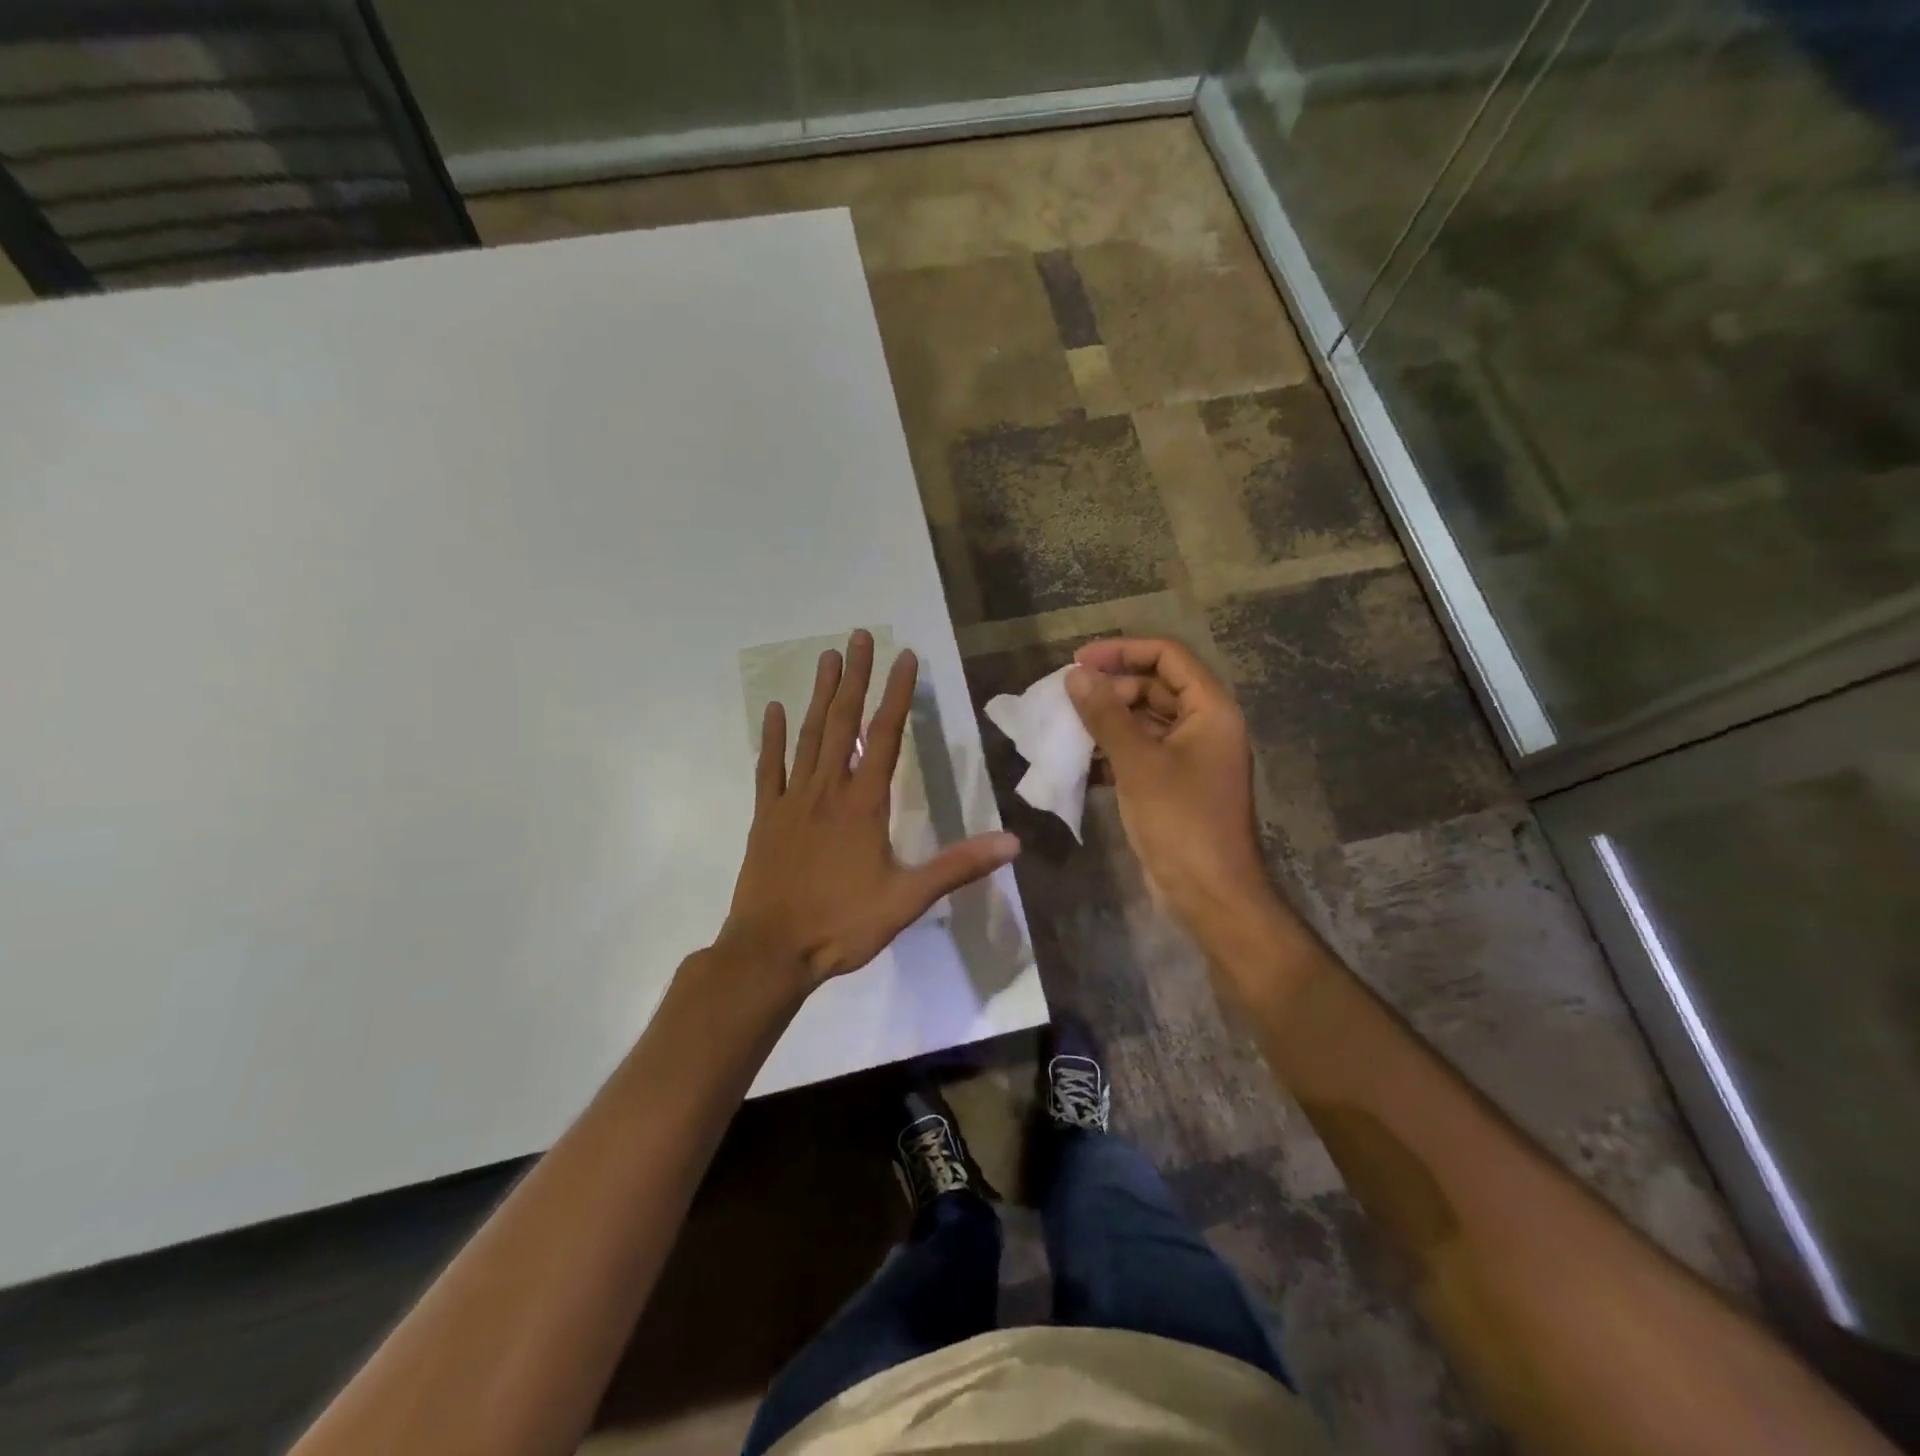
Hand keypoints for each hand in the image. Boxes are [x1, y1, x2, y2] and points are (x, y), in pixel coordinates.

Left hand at [718, 629, 1019, 988]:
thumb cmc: (841, 925)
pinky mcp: (766, 816)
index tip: (905, 656)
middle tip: (859, 635)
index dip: (897, 694)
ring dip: (820, 695)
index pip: (886, 736)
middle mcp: (827, 790)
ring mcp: (792, 800)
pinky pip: (769, 767)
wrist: (770, 952)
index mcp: (863, 804)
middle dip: (855, 677)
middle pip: (844, 722)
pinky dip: (772, 737)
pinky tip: (775, 709)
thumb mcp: (907, 899)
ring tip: (827, 657)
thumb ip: (958, 866)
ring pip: (809, 735)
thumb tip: (1013, 843)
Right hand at [1066, 639, 1274, 936]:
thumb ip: (1106, 715)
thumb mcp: (1138, 763)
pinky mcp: (1174, 785)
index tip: (1078, 661)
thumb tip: (1075, 675)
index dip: (1122, 652)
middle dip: (1110, 690)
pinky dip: (1113, 753)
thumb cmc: (1181, 822)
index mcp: (1210, 710)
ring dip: (1107, 722)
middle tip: (1067, 700)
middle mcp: (1204, 726)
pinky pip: (1141, 753)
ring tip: (1066, 728)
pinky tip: (1081, 763)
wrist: (1210, 894)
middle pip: (1154, 687)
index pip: (1167, 657)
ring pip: (1144, 722)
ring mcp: (1190, 758)